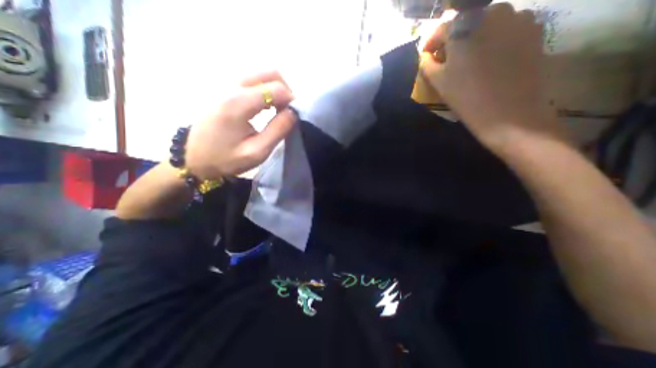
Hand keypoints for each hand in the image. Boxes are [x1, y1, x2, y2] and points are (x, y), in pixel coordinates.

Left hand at [185, 70, 296, 178]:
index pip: (276, 88)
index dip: (291, 100)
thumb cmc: (226, 159)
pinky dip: (265, 90)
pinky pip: (252, 80)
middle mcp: (231, 85)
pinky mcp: (223, 88)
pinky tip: (265, 107)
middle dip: (286, 90)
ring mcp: (225, 84)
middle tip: (288, 111)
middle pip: (270, 73)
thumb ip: (278, 130)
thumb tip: (293, 113)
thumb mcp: (257, 152)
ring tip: (277, 111)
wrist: (193, 157)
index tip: (294, 116)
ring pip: (261, 74)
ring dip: (276, 90)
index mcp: (238, 103)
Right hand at [423, 3, 566, 152]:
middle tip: (448, 60)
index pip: (441, 28)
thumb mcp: (438, 82)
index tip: (427, 55)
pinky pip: (507, 29)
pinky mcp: (534, 30)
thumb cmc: (466, 97)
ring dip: (475, 39)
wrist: (509, 113)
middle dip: (454, 40)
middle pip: (466, 23)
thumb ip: (427, 64)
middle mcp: (493, 12)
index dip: (431, 43)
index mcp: (464, 26)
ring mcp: (518, 18)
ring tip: (471, 61)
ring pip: (487, 24)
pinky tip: (491, 60)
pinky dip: (495, 40)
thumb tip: (426, 55)